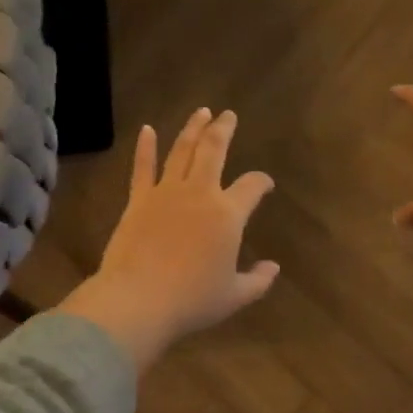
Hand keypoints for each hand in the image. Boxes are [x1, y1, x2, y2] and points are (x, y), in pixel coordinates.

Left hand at [58, 109, 278, 370]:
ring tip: (201, 112)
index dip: (261, 181)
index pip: (252, 186)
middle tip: (228, 115)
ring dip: (193, 129)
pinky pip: (143, 167)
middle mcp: (200, 193)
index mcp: (228, 214)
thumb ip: (258, 280)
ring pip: (182, 150)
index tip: (265, 184)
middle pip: (214, 150)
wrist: (139, 299)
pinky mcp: (138, 199)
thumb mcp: (234, 296)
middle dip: (224, 129)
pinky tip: (147, 130)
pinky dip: (146, 147)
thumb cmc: (192, 300)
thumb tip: (273, 267)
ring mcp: (166, 192)